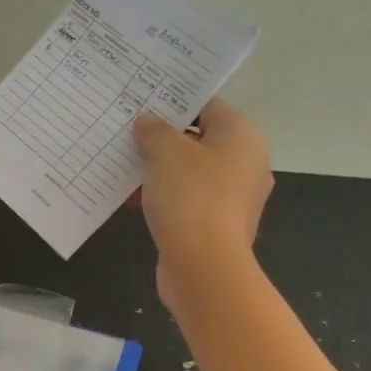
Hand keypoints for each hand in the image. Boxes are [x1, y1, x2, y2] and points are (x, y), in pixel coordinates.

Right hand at [133, 99, 273, 307]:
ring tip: (125, 167)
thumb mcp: (166, 153)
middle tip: (129, 135)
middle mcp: (246, 163)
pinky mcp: (218, 226)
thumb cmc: (191, 197)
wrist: (204, 266)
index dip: (174, 104)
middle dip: (164, 140)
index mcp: (242, 136)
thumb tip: (148, 122)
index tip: (143, 106)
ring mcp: (234, 198)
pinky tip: (134, 200)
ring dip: (160, 171)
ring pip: (192, 173)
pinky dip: (165, 198)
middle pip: (200, 140)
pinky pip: (189, 201)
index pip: (207, 106)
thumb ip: (155, 131)